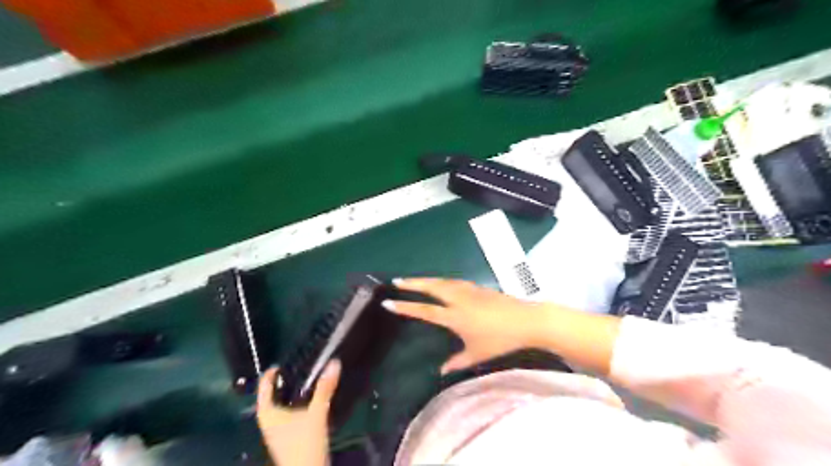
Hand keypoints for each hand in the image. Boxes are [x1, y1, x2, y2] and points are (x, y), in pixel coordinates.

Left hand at [257, 363, 340, 465]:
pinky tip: (311, 398)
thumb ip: (325, 389)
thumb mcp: (316, 413)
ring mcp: (277, 429)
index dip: (271, 373)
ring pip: (281, 404)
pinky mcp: (288, 435)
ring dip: (291, 392)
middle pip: (272, 395)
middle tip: (298, 366)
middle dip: (284, 381)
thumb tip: (334, 363)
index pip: (263, 387)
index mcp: (268, 413)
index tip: (284, 361)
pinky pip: (289, 412)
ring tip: (306, 378)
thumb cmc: (304, 444)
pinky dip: (297, 402)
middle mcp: (269, 420)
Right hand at [382, 279, 549, 372]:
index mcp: (454, 316)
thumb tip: (441, 372)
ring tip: (414, 280)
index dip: (405, 306)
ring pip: (443, 281)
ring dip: (426, 279)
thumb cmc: (500, 340)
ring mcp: (469, 290)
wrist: (526, 320)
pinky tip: (442, 282)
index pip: (424, 310)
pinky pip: (454, 281)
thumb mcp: (477, 354)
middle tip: (396, 281)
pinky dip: (442, 280)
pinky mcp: (478, 287)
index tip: (388, 302)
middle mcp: (458, 299)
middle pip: (431, 287)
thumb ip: (457, 362)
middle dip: (412, 283)